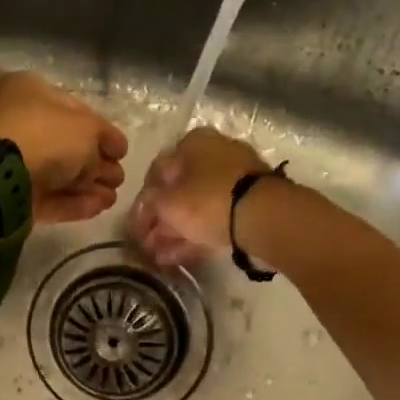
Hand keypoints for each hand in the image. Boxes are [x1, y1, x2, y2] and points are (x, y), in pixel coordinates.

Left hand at [0, 72, 129, 224]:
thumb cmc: (44, 136)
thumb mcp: (86, 128)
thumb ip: (104, 139)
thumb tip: (110, 154)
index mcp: (31, 92)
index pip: (76, 110)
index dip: (103, 131)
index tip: (122, 151)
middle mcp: (20, 123)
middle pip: (67, 145)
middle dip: (97, 163)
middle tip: (119, 179)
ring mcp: (14, 162)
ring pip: (59, 173)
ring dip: (89, 186)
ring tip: (113, 198)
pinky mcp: (13, 194)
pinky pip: (49, 196)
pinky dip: (74, 202)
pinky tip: (99, 207)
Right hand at [130, 127, 272, 266]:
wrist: (263, 216)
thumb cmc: (207, 200)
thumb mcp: (167, 202)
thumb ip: (149, 204)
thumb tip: (145, 207)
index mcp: (193, 142)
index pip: (158, 171)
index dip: (143, 200)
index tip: (135, 225)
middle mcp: (215, 154)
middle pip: (179, 190)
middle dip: (160, 219)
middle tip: (147, 244)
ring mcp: (235, 179)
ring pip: (197, 207)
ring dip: (175, 231)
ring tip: (158, 256)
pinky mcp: (249, 205)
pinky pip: (214, 219)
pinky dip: (195, 236)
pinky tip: (176, 257)